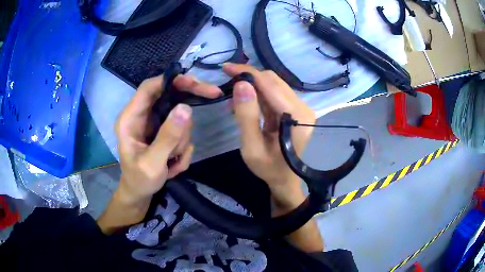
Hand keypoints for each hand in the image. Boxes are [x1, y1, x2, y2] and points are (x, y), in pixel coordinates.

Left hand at [98, 74, 220, 234]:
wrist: (139, 192)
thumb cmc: (139, 180)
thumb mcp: (152, 164)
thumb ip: (167, 137)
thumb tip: (186, 108)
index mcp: (130, 119)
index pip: (149, 87)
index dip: (171, 80)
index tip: (196, 83)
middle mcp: (142, 115)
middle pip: (168, 95)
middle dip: (187, 104)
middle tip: (213, 95)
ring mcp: (153, 123)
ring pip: (178, 115)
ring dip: (182, 138)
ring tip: (172, 161)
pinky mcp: (162, 131)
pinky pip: (181, 129)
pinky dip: (183, 146)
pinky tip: (173, 163)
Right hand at [223, 63, 315, 213]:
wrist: (286, 180)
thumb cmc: (270, 169)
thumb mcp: (252, 148)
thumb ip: (247, 116)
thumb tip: (241, 84)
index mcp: (297, 117)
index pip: (270, 85)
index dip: (247, 73)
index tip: (226, 68)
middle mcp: (303, 107)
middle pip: (273, 81)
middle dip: (249, 77)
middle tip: (227, 82)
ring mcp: (301, 107)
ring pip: (274, 85)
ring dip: (253, 86)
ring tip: (235, 97)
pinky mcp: (296, 109)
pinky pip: (275, 94)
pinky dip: (259, 94)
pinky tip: (246, 102)